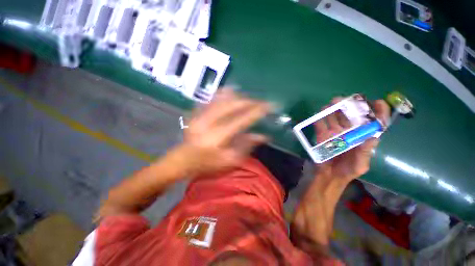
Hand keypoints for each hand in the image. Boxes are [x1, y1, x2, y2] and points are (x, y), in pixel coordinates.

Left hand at [181, 88, 270, 175]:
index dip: (257, 111)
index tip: (269, 105)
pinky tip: (228, 91)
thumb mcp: (230, 161)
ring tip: (248, 97)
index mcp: (219, 137)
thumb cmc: (208, 165)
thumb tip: (263, 136)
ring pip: (222, 99)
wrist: (182, 161)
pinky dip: (221, 94)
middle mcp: (209, 122)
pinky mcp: (194, 114)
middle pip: (232, 105)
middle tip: (260, 102)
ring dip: (237, 96)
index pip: (242, 119)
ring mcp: (200, 116)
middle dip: (249, 101)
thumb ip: (247, 146)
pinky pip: (210, 99)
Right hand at [314, 98, 389, 180]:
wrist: (329, 175)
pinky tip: (320, 112)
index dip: (378, 112)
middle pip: (352, 117)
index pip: (374, 123)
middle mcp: (350, 133)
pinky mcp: (323, 136)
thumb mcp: (360, 164)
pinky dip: (320, 119)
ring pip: (336, 118)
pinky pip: (321, 125)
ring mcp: (335, 133)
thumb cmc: (348, 170)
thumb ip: (366, 151)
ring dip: (334, 110)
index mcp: (363, 138)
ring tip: (332, 103)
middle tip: (346, 99)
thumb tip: (374, 136)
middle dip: (350, 107)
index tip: (377, 103)